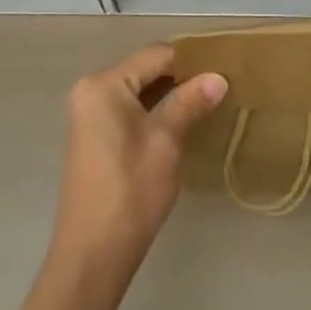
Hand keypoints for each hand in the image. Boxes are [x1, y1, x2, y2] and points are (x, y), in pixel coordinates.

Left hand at [50, 45, 226, 277]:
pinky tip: (177, 125)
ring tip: (204, 106)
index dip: (190, 61)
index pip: (156, 55)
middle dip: (180, 78)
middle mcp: (90, 89)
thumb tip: (218, 76)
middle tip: (217, 90)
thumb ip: (190, 102)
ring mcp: (87, 113)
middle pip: (144, 69)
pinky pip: (126, 108)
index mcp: (104, 84)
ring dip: (167, 96)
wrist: (92, 254)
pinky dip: (151, 111)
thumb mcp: (166, 141)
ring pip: (136, 90)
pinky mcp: (91, 134)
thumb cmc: (131, 191)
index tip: (222, 72)